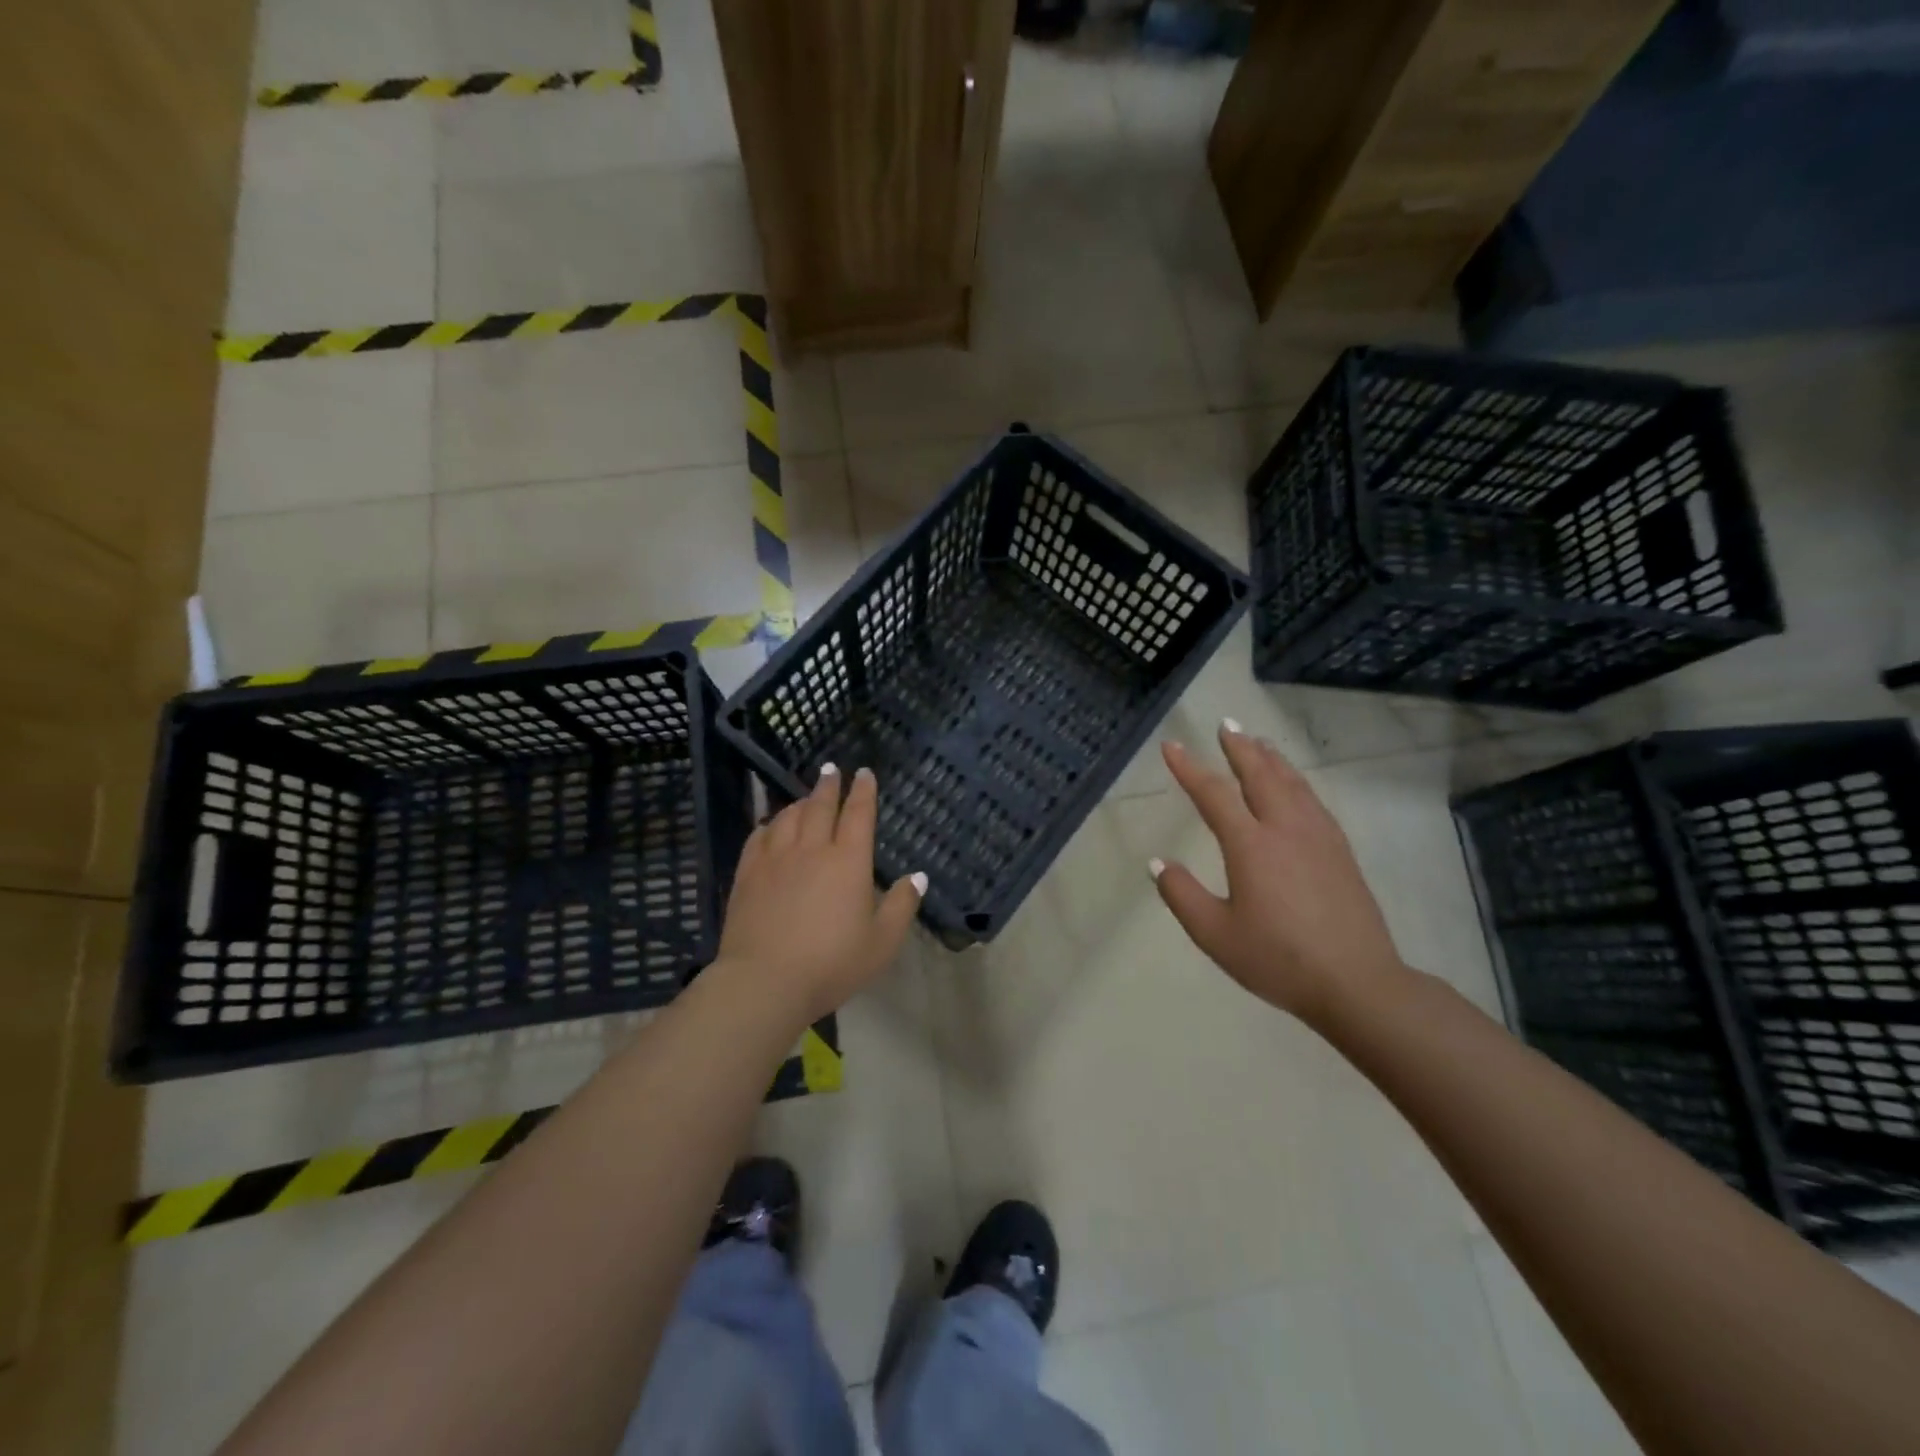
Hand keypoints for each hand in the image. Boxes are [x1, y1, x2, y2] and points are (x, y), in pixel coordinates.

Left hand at [718, 764, 924, 1025]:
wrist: (765, 981)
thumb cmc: (832, 963)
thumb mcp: (882, 942)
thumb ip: (902, 906)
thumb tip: (917, 876)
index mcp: (848, 861)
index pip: (858, 814)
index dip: (863, 791)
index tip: (864, 773)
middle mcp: (812, 849)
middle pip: (821, 806)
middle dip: (829, 785)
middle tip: (832, 769)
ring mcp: (775, 859)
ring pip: (788, 817)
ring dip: (800, 802)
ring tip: (806, 797)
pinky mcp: (748, 874)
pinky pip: (758, 836)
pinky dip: (769, 824)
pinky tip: (771, 825)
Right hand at [1152, 722, 1404, 1026]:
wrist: (1357, 983)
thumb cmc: (1278, 959)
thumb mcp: (1215, 934)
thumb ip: (1181, 895)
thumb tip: (1157, 862)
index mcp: (1251, 846)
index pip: (1214, 795)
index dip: (1189, 768)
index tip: (1171, 747)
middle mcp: (1285, 829)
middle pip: (1260, 775)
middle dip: (1239, 748)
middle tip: (1225, 725)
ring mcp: (1318, 838)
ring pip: (1292, 784)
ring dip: (1271, 759)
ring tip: (1258, 743)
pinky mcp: (1340, 852)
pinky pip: (1313, 801)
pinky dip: (1297, 782)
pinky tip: (1296, 787)